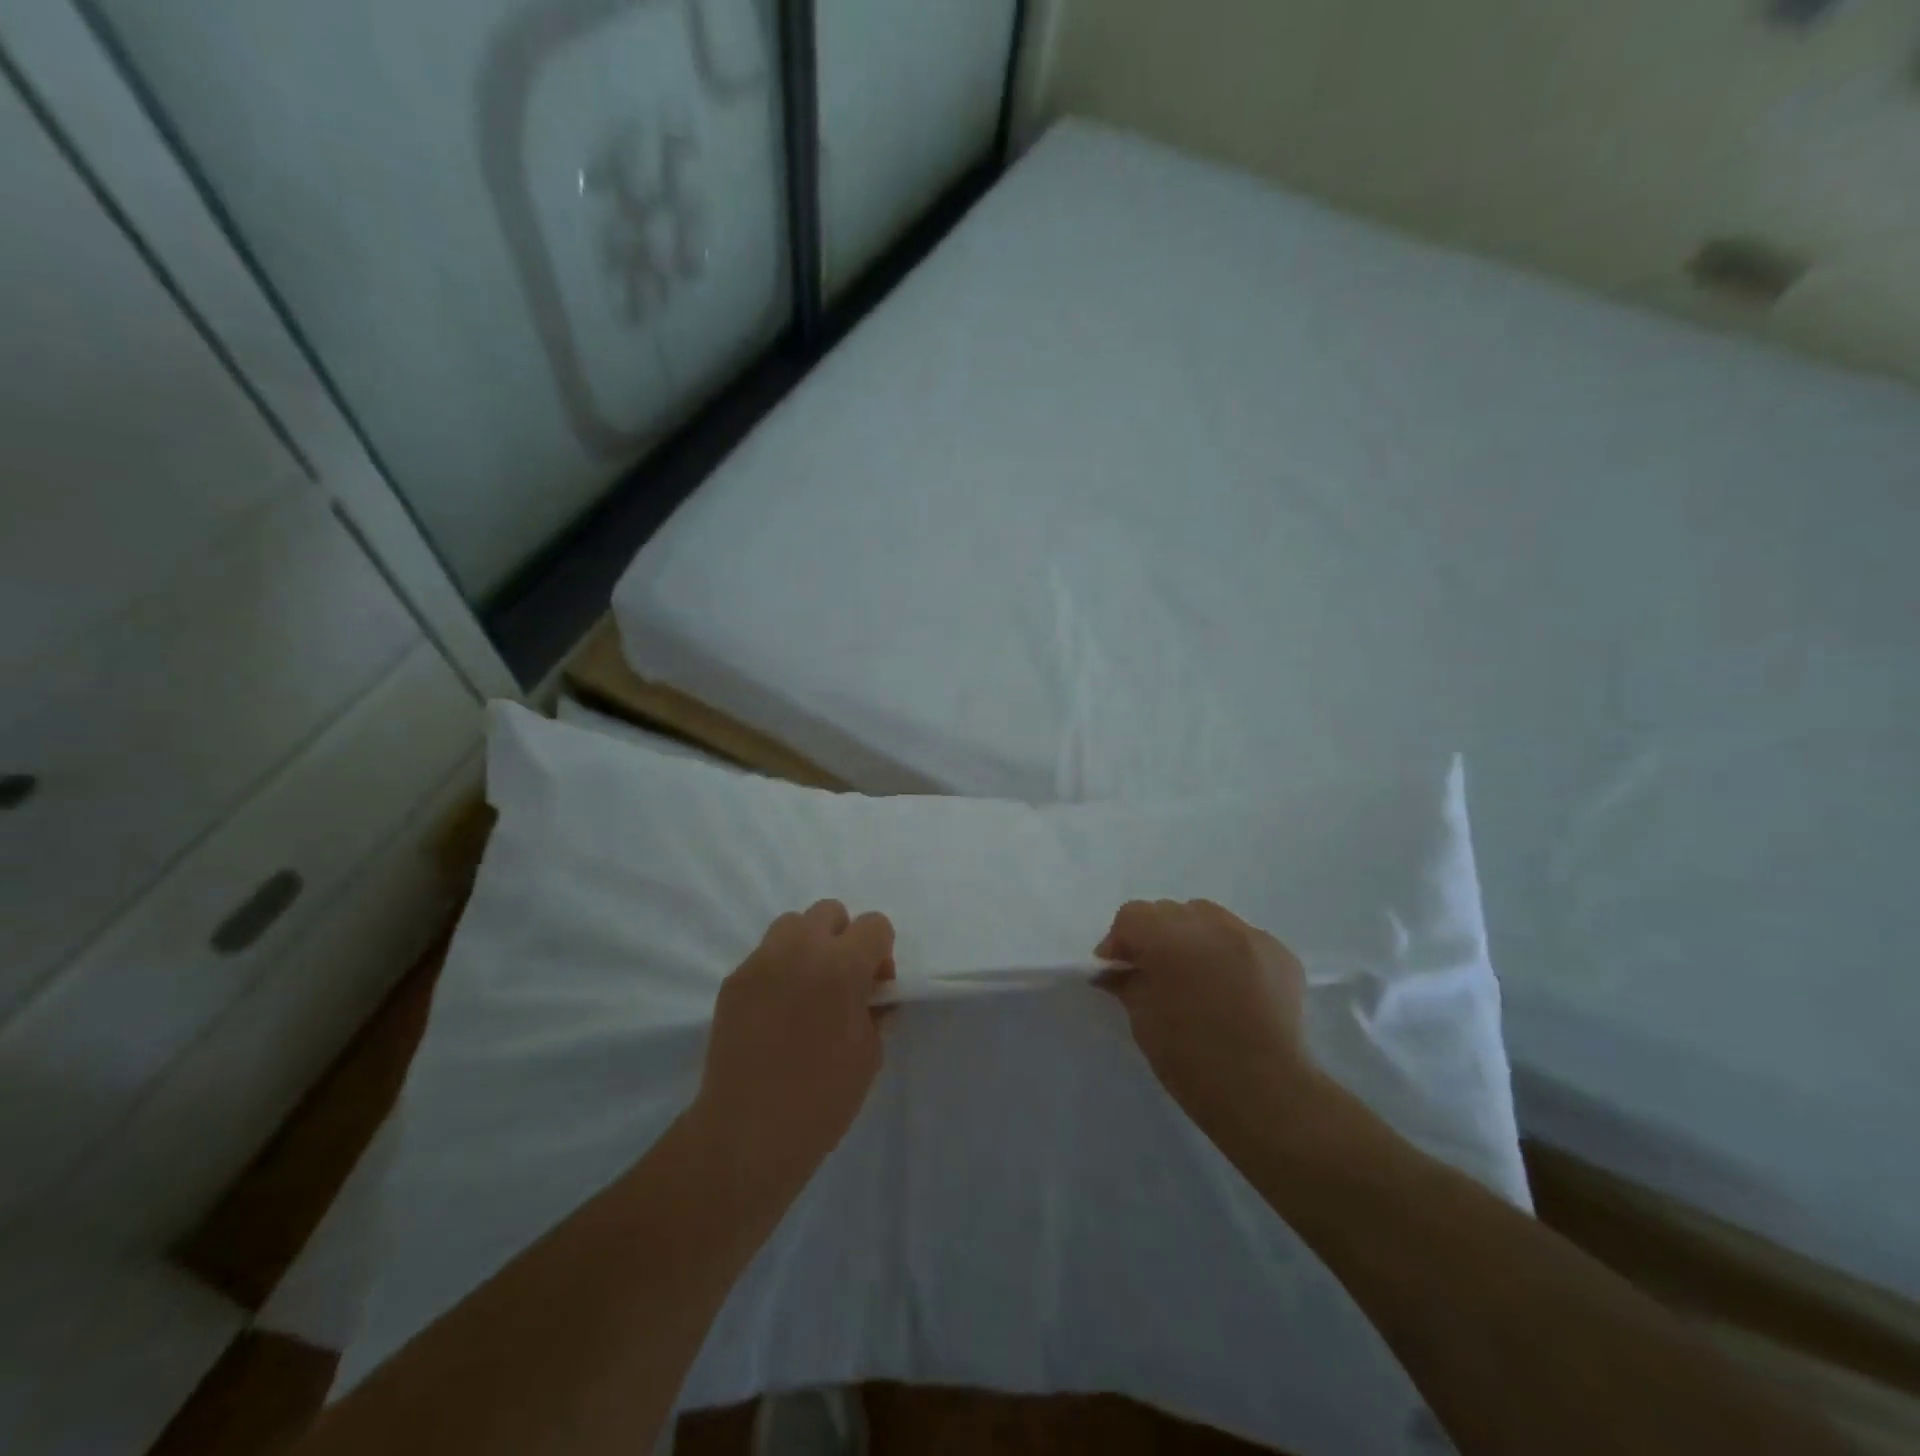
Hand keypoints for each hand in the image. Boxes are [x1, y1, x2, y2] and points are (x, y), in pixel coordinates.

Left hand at [691, 900, 894, 1205]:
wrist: (748, 1134)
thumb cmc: (821, 1099)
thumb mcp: (869, 1054)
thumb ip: (875, 1009)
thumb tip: (872, 994)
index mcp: (842, 966)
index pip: (875, 924)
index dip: (881, 952)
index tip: (874, 988)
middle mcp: (800, 950)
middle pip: (830, 912)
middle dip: (844, 939)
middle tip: (842, 983)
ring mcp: (761, 962)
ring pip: (792, 924)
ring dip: (808, 945)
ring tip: (807, 990)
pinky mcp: (733, 980)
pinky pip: (765, 955)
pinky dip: (779, 969)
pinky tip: (776, 1011)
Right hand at [1096, 899, 1316, 1149]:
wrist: (1266, 1094)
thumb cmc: (1192, 1061)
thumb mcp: (1143, 1021)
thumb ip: (1126, 983)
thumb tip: (1112, 971)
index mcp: (1169, 938)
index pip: (1132, 916)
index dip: (1120, 941)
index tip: (1117, 970)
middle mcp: (1210, 924)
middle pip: (1171, 912)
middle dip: (1156, 936)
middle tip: (1155, 973)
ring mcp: (1250, 936)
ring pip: (1208, 918)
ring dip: (1193, 938)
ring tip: (1196, 975)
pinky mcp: (1281, 954)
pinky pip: (1242, 939)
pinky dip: (1229, 953)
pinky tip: (1231, 987)